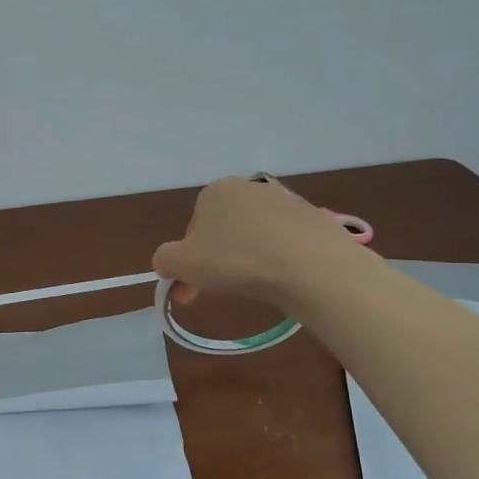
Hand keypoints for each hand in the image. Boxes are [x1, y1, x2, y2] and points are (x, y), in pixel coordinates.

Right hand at [153, 176, 354, 309]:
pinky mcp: (315, 219)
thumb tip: (169, 263)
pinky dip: (279, 259)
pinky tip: (283, 278)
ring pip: (255, 236)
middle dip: (218, 260)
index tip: (193, 288)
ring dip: (249, 258)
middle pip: (224, 230)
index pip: (193, 228)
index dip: (189, 261)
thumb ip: (164, 260)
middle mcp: (250, 187)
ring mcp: (287, 201)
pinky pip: (286, 242)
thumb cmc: (235, 259)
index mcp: (215, 191)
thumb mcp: (180, 263)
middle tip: (221, 291)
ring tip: (256, 285)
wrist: (310, 264)